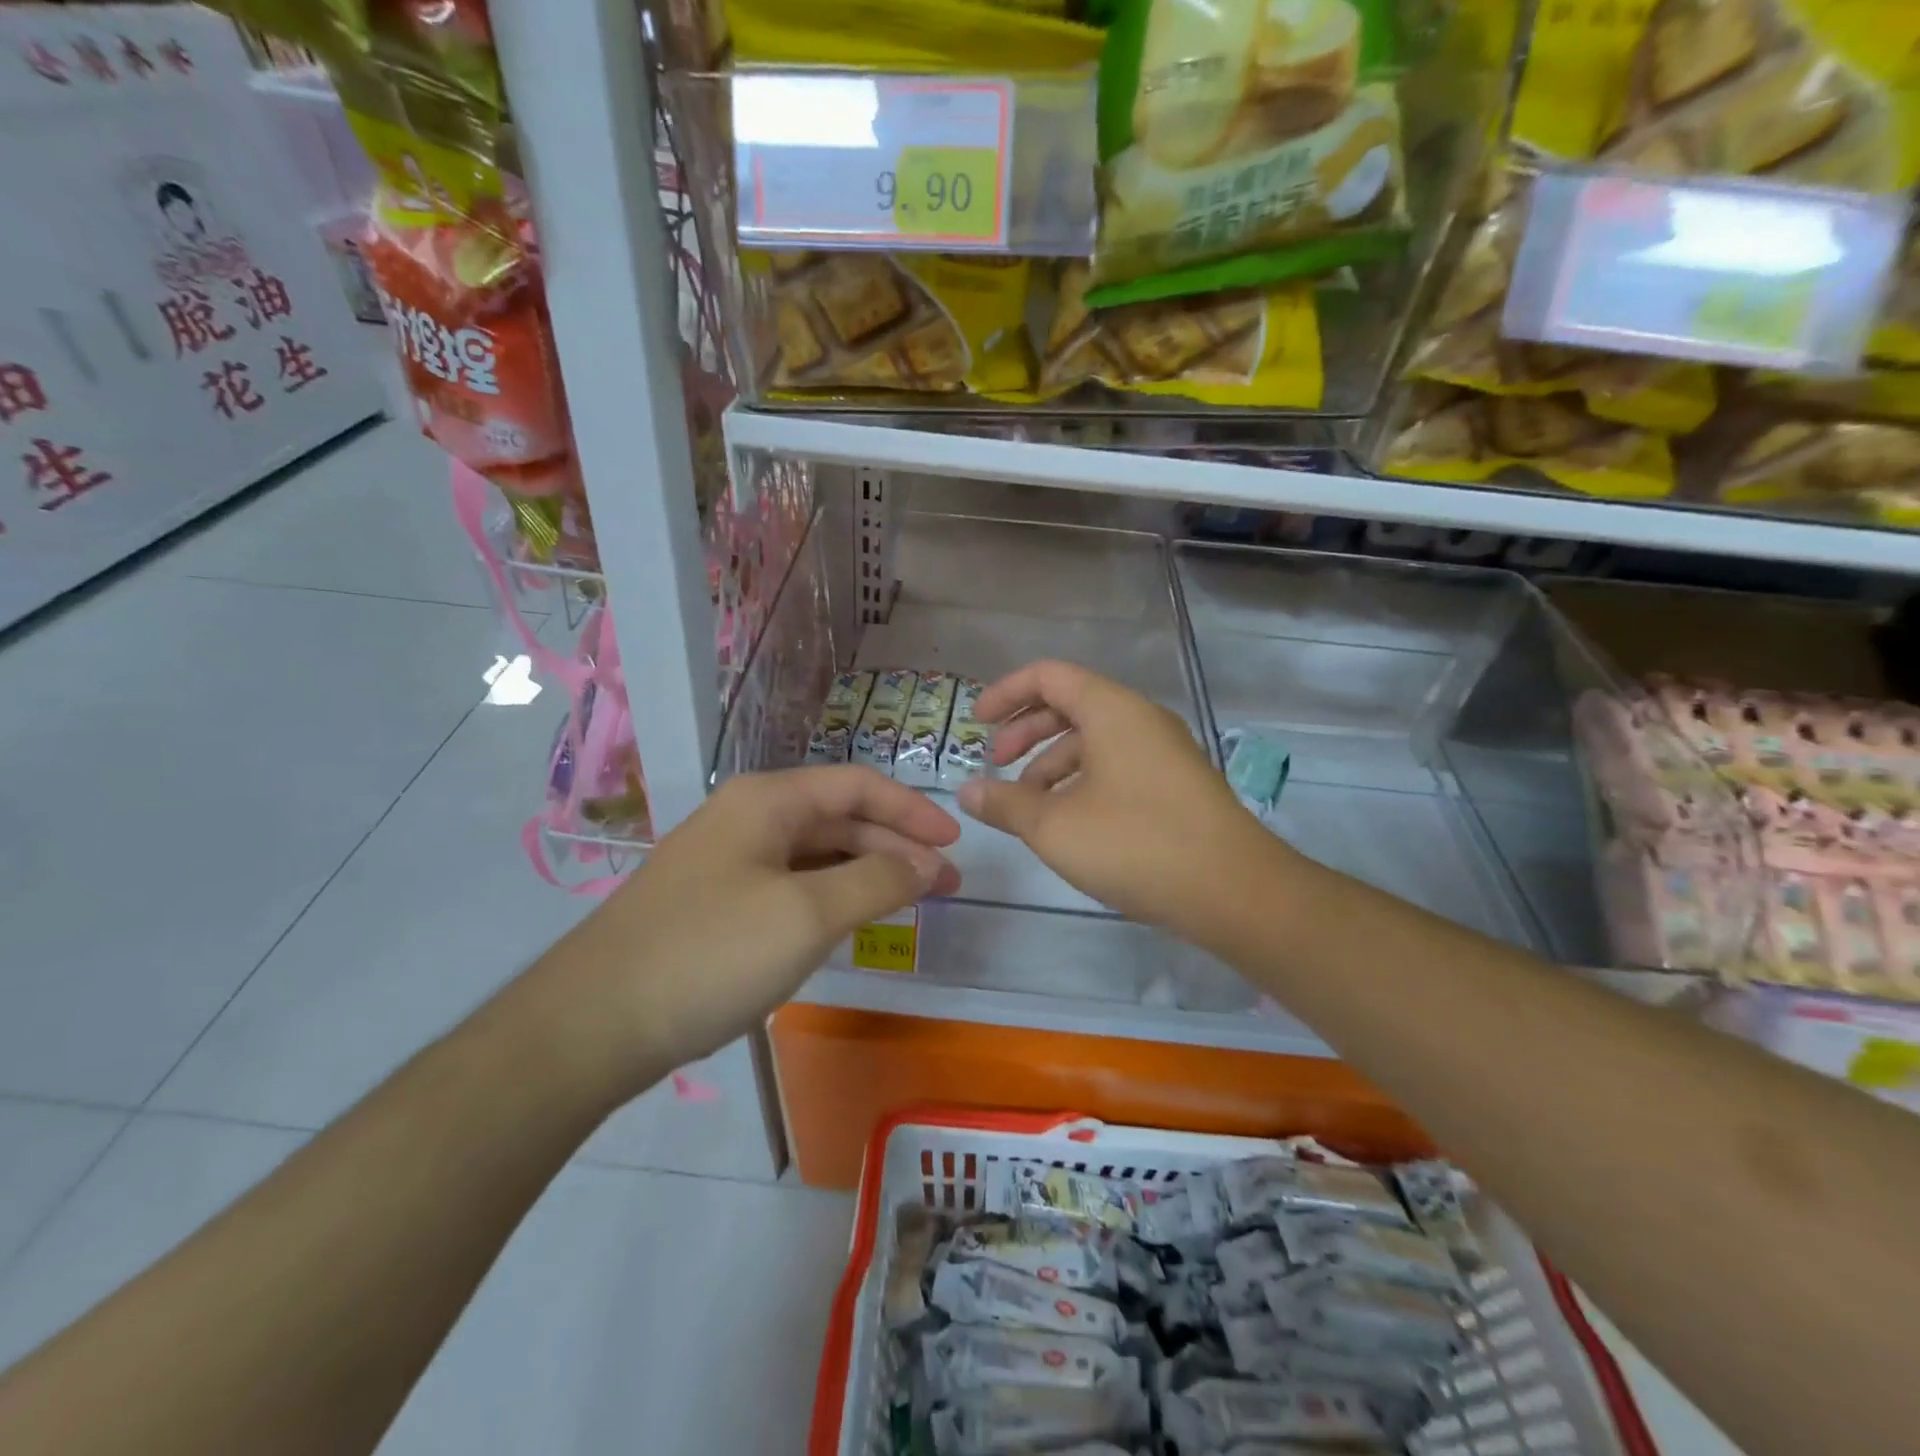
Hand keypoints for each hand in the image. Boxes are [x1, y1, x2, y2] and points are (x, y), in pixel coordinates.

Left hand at [545, 766, 960, 1077]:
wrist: (595, 1022)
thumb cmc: (711, 953)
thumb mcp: (808, 914)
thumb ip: (878, 880)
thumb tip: (929, 864)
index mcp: (769, 801)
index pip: (859, 787)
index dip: (913, 811)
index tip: (955, 845)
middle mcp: (748, 818)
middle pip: (839, 818)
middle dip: (896, 847)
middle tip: (944, 885)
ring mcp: (728, 861)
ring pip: (815, 854)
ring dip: (865, 873)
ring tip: (908, 903)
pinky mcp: (716, 903)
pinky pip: (790, 885)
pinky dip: (830, 897)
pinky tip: (849, 923)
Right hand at [955, 661, 1284, 939]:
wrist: (1234, 890)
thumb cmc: (1135, 844)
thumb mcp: (1054, 826)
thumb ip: (1005, 804)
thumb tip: (967, 792)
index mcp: (1112, 710)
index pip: (1048, 676)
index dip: (1006, 693)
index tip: (976, 723)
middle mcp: (1141, 719)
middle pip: (1071, 704)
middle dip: (1026, 730)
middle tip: (997, 763)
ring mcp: (1164, 751)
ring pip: (1094, 739)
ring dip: (1052, 762)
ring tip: (1027, 804)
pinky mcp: (1176, 784)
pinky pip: (1117, 765)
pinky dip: (1082, 780)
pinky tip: (1068, 821)